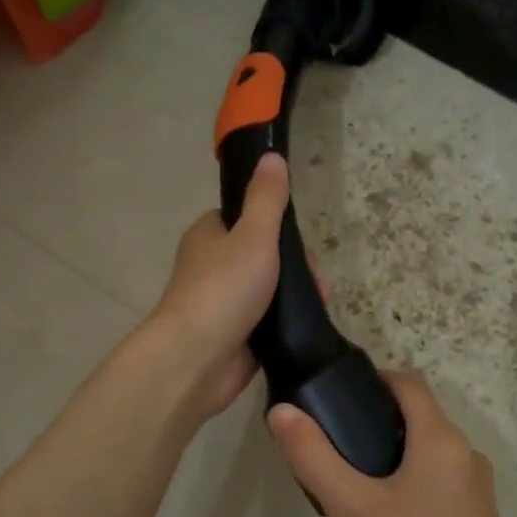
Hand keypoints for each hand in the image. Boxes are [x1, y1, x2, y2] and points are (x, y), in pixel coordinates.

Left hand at [146, 153, 289, 417]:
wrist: (198, 359)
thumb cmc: (224, 289)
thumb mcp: (253, 235)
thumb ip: (267, 198)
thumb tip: (272, 157)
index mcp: (209, 235)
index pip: (247, 218)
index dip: (278, 225)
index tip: (300, 242)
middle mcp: (213, 265)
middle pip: (266, 254)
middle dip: (297, 266)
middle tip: (315, 281)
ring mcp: (224, 302)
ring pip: (271, 288)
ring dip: (296, 294)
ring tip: (318, 303)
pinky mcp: (236, 334)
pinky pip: (269, 320)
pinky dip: (287, 321)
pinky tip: (305, 325)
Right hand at [266, 371, 516, 516]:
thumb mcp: (353, 509)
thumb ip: (314, 457)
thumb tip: (283, 411)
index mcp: (440, 437)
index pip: (406, 381)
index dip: (370, 380)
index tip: (334, 401)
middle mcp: (463, 453)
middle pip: (410, 423)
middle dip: (367, 439)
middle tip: (332, 468)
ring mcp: (474, 488)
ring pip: (418, 464)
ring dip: (381, 479)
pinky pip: (431, 494)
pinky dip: (402, 504)